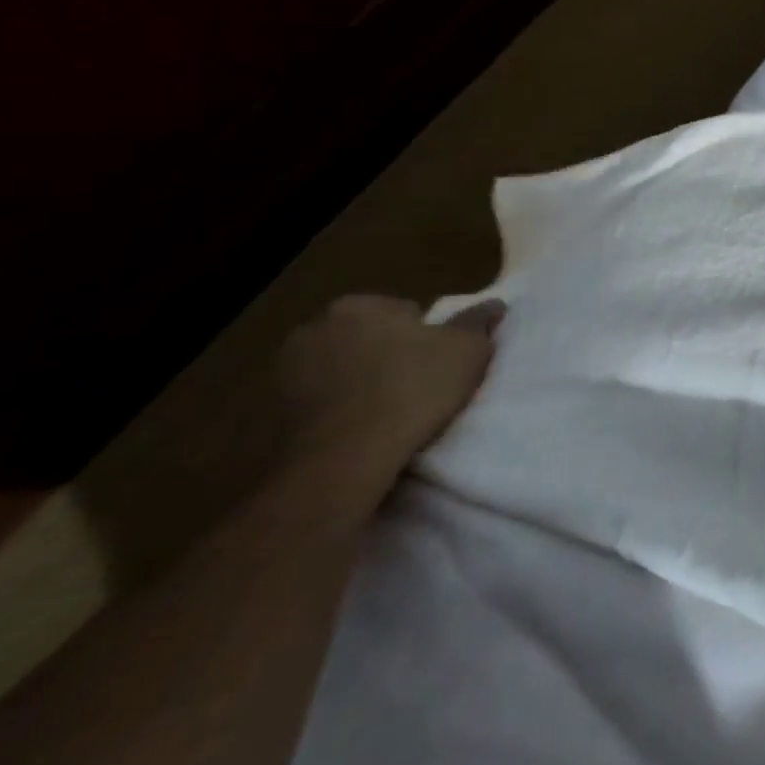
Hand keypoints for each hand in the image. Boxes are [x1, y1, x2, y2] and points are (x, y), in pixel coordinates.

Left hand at [272, 295, 499, 507]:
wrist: (343, 460)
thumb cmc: (412, 389)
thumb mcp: (467, 350)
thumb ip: (478, 322)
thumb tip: (495, 304)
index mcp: (358, 305)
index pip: (403, 311)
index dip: (425, 337)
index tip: (437, 363)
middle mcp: (313, 328)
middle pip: (367, 338)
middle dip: (386, 355)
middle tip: (417, 385)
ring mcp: (285, 373)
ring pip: (340, 370)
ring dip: (359, 384)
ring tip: (389, 413)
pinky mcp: (269, 415)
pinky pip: (318, 404)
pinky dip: (336, 411)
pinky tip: (360, 430)